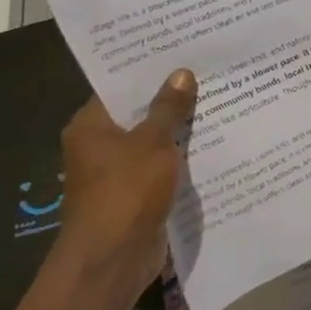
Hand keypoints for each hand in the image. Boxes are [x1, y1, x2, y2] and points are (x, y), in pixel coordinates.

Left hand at [57, 69, 197, 298]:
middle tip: (208, 71)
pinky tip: (215, 142)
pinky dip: (182, 156)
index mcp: (90, 126)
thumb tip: (182, 74)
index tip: (180, 51)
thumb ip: (169, 108)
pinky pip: (163, 165)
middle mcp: (99, 146)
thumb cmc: (126, 191)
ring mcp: (118, 172)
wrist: (114, 258)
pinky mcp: (138, 193)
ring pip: (154, 140)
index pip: (118, 87)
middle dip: (171, 98)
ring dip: (180, 128)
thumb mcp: (152, 142)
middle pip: (138, 113)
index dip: (148, 70)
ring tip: (219, 100)